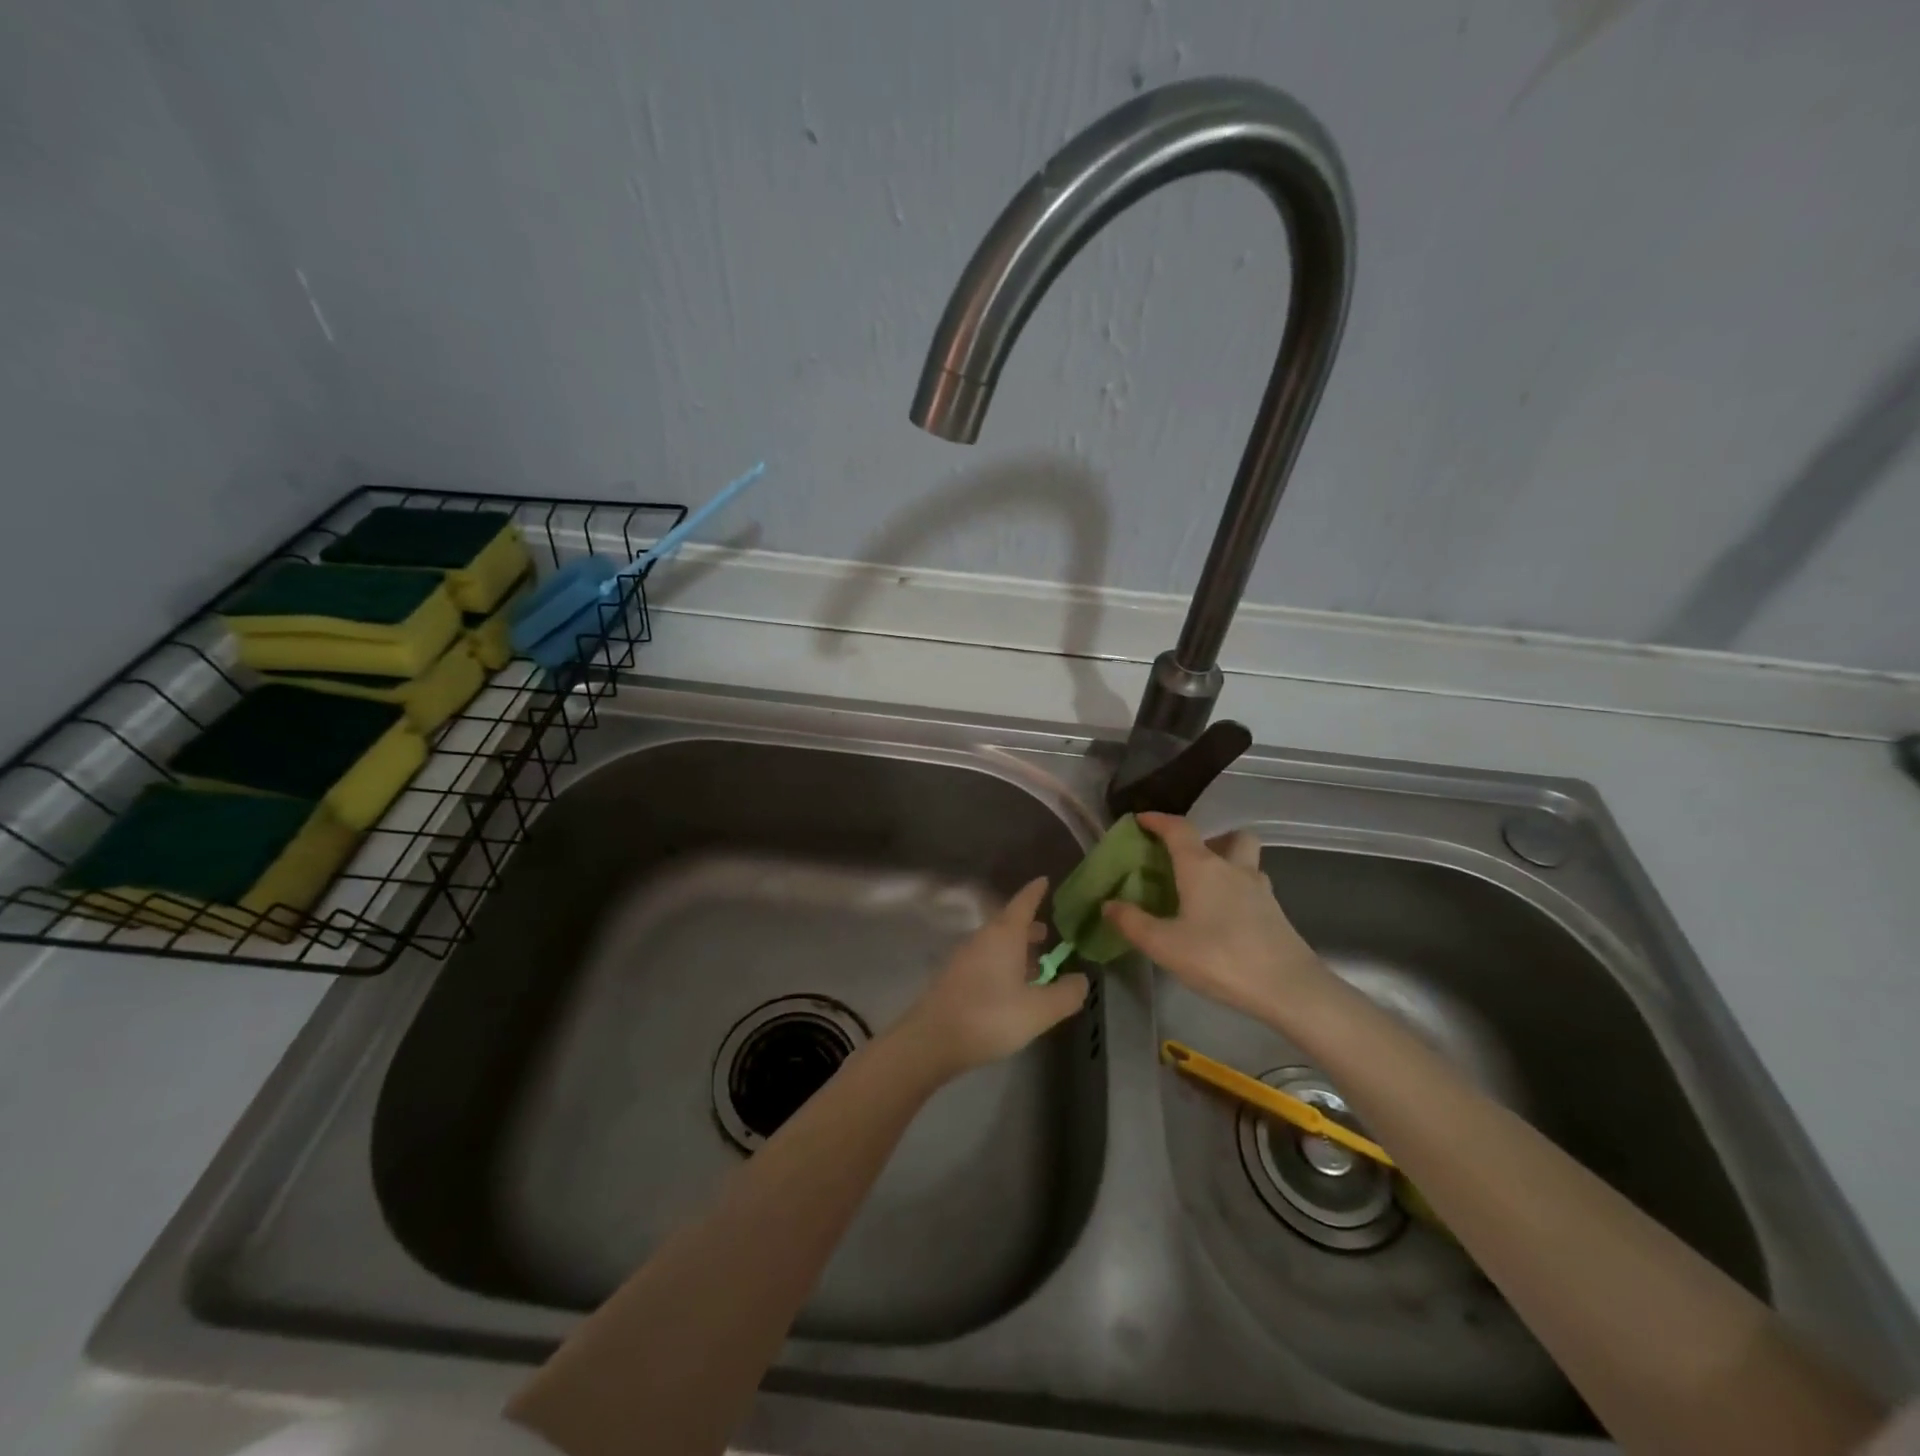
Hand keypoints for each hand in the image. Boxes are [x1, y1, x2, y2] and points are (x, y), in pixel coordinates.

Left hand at [896, 877, 1088, 1074]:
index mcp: (1004, 935)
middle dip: (1029, 927)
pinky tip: (1012, 988)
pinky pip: (985, 960)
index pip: (1023, 903)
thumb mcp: (1038, 1010)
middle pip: (1008, 924)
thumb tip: (1081, 979)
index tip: (1044, 880)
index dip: (1035, 892)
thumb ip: (1065, 994)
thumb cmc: (990, 1016)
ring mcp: (965, 957)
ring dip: (1016, 949)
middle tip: (1048, 933)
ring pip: (996, 944)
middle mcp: (983, 938)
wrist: (932, 1039)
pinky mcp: (955, 977)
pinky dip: (1003, 964)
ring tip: (1036, 966)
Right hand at [1101, 812, 1334, 1026]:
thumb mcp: (1164, 945)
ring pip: (1247, 860)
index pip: (1179, 829)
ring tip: (1206, 887)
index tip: (1141, 819)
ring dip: (1229, 862)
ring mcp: (1260, 889)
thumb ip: (1133, 922)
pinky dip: (1238, 891)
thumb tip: (1109, 905)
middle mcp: (1233, 868)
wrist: (1289, 989)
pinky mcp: (1276, 913)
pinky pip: (1254, 887)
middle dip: (1211, 838)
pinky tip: (1224, 916)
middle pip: (1229, 836)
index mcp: (1202, 867)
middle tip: (1189, 858)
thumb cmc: (1220, 958)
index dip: (1158, 820)